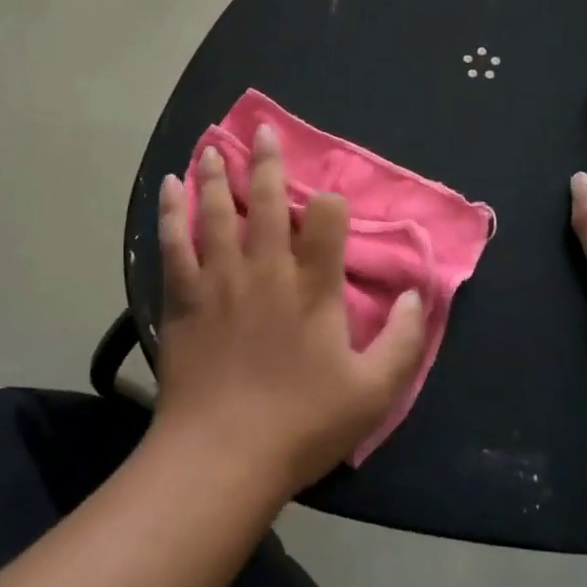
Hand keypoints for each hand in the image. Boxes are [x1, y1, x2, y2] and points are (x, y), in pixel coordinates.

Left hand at [153, 127, 427, 494]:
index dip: (332, 203)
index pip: (327, 220)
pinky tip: (168, 187)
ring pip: (217, 211)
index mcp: (312, 287)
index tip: (330, 204)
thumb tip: (417, 296)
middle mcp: (266, 269)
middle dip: (268, 163)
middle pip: (269, 201)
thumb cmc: (300, 424)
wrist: (221, 455)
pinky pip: (174, 242)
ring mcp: (219, 279)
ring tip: (213, 146)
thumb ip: (402, 341)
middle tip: (262, 131)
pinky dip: (171, 211)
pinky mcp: (182, 296)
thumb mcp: (372, 391)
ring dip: (217, 175)